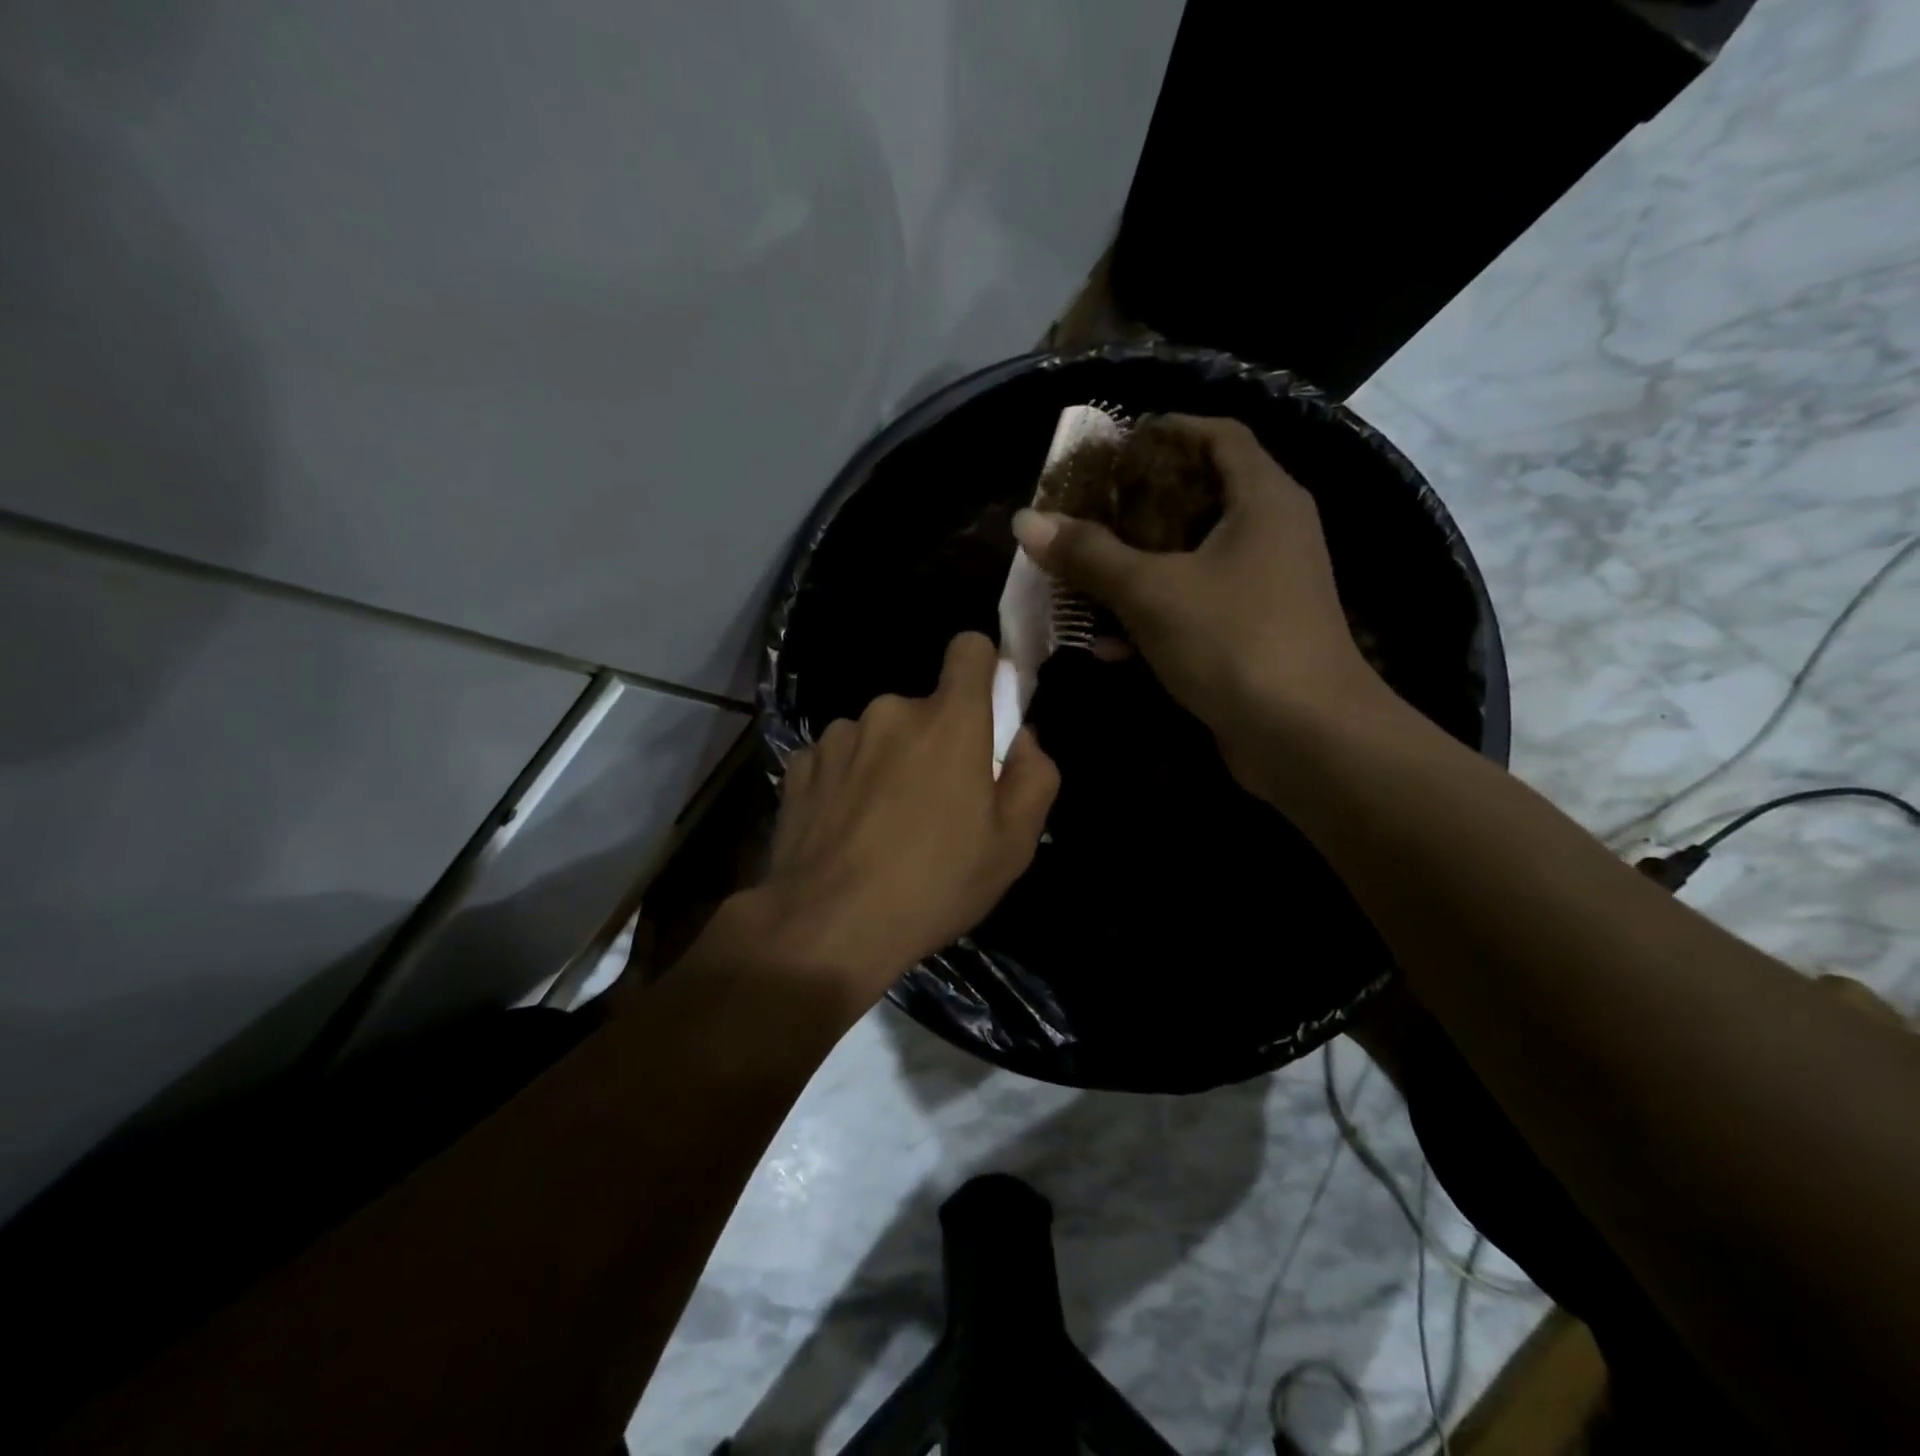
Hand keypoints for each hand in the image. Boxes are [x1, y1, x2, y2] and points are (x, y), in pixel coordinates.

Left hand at [745, 632, 1058, 1015]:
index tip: (984, 709)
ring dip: (888, 762)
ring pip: (879, 733)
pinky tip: (846, 829)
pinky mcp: (800, 764)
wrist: (828, 927)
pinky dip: (848, 781)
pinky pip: (839, 758)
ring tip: (884, 824)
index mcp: (949, 721)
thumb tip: (1021, 738)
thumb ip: (1034, 776)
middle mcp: (890, 711)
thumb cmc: (934, 885)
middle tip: (935, 804)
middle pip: (924, 708)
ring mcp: (838, 735)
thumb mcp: (1013, 844)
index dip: (982, 669)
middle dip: (935, 742)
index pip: (969, 648)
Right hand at [1012, 414, 1382, 779]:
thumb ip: (1089, 554)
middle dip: (1135, 508)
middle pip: (1197, 498)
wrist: (1304, 737)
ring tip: (1080, 579)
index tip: (1111, 449)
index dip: (1164, 432)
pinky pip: (1194, 608)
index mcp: (1262, 499)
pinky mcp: (1251, 633)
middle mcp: (1270, 533)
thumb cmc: (1234, 641)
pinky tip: (1106, 645)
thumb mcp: (1152, 592)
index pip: (1216, 436)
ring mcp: (1264, 587)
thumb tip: (1027, 521)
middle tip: (1082, 515)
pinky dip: (1153, 616)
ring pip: (1189, 560)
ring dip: (1135, 569)